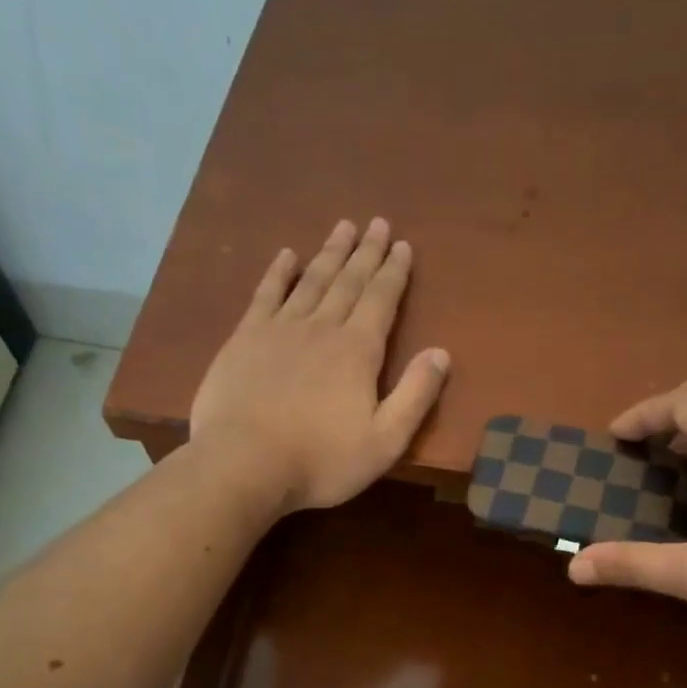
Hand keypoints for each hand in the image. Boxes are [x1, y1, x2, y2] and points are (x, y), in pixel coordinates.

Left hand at [189, 217, 449, 511]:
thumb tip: (441, 353)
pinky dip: (279, 272)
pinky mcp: (245, 339)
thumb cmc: (321, 461)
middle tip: (377, 223)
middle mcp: (321, 328)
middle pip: (349, 281)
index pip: (381, 300)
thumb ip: (415, 396)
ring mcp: (279, 329)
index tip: (402, 245)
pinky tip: (287, 255)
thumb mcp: (384, 441)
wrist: (244, 465)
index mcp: (358, 351)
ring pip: (311, 280)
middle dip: (366, 252)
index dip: (394, 272)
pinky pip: (266, 294)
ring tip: (343, 227)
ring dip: (330, 253)